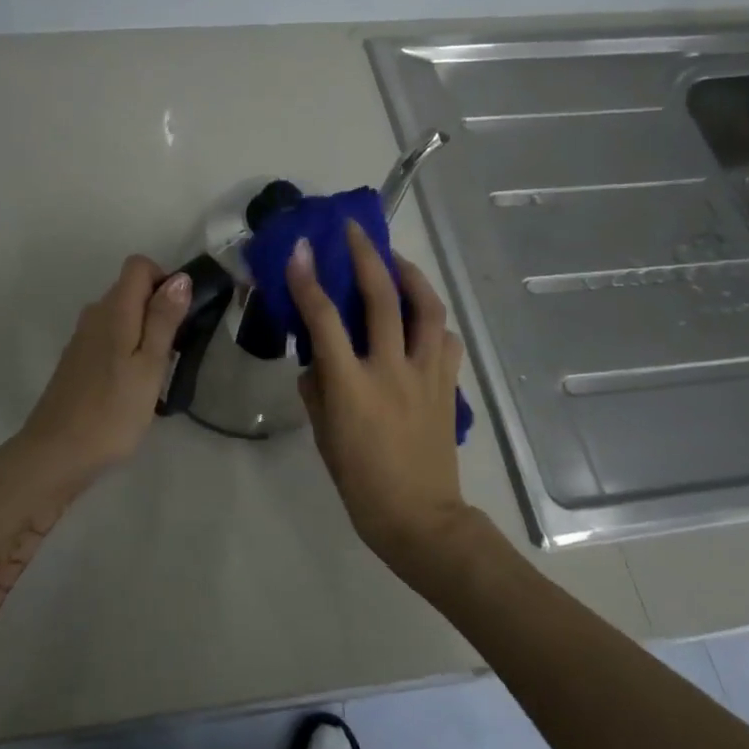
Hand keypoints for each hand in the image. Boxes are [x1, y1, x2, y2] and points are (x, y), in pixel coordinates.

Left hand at [12, 256, 191, 496]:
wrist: (56, 453)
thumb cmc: (113, 411)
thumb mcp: (150, 366)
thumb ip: (163, 320)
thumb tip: (179, 278)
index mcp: (114, 310)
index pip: (138, 265)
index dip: (164, 280)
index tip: (179, 317)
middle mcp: (94, 314)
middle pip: (130, 289)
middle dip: (157, 308)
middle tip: (173, 351)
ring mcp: (82, 338)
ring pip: (120, 315)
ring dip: (143, 331)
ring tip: (156, 373)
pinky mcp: (76, 360)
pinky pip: (109, 336)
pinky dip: (126, 348)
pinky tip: (131, 385)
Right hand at [286, 223, 472, 572]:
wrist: (419, 517)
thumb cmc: (361, 481)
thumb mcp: (323, 435)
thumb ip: (317, 389)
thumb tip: (316, 360)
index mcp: (352, 386)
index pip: (325, 320)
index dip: (309, 281)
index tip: (299, 250)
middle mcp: (391, 370)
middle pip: (382, 298)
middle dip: (366, 256)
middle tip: (354, 231)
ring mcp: (426, 375)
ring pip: (426, 309)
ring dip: (410, 275)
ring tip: (394, 259)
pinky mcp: (448, 385)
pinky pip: (444, 339)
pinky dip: (432, 319)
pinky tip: (422, 315)